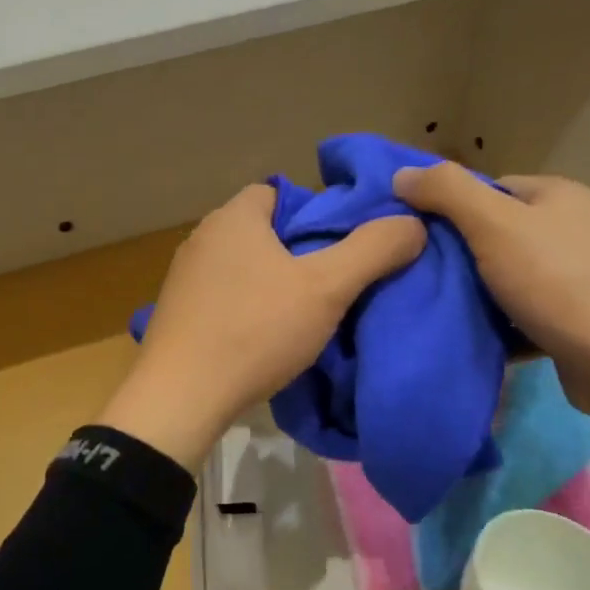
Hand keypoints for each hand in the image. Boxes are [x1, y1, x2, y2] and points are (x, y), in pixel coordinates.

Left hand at [101, 185, 425, 468]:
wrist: (181, 397)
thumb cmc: (255, 330)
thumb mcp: (326, 288)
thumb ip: (372, 250)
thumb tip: (412, 223)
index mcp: (233, 218)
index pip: (279, 192)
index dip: (314, 213)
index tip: (340, 245)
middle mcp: (201, 238)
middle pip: (262, 231)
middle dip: (297, 251)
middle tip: (331, 282)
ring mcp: (183, 278)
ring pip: (242, 267)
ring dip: (271, 283)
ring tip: (303, 313)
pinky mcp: (177, 314)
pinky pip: (222, 297)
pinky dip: (246, 308)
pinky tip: (263, 336)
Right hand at [393, 165, 589, 426]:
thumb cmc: (556, 280)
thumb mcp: (494, 224)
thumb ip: (447, 192)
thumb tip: (401, 173)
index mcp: (555, 195)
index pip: (487, 188)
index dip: (447, 207)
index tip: (413, 233)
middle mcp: (568, 229)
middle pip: (493, 233)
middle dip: (456, 254)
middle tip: (415, 272)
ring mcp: (572, 276)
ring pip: (504, 276)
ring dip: (473, 292)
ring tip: (432, 304)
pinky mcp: (570, 319)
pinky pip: (519, 312)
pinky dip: (495, 322)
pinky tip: (466, 332)